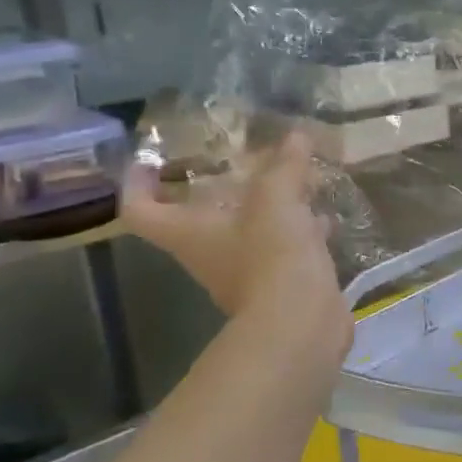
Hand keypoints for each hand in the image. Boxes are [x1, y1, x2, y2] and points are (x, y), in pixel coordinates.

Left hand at [122, 133, 346, 336]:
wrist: (301, 325)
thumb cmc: (272, 256)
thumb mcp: (277, 199)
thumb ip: (284, 166)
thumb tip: (296, 136)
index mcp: (189, 233)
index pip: (141, 210)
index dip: (138, 183)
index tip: (151, 159)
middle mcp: (208, 255)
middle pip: (198, 218)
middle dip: (219, 188)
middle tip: (241, 159)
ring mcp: (243, 274)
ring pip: (247, 232)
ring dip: (266, 208)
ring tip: (293, 181)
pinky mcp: (278, 286)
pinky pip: (282, 250)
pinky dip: (298, 231)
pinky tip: (323, 217)